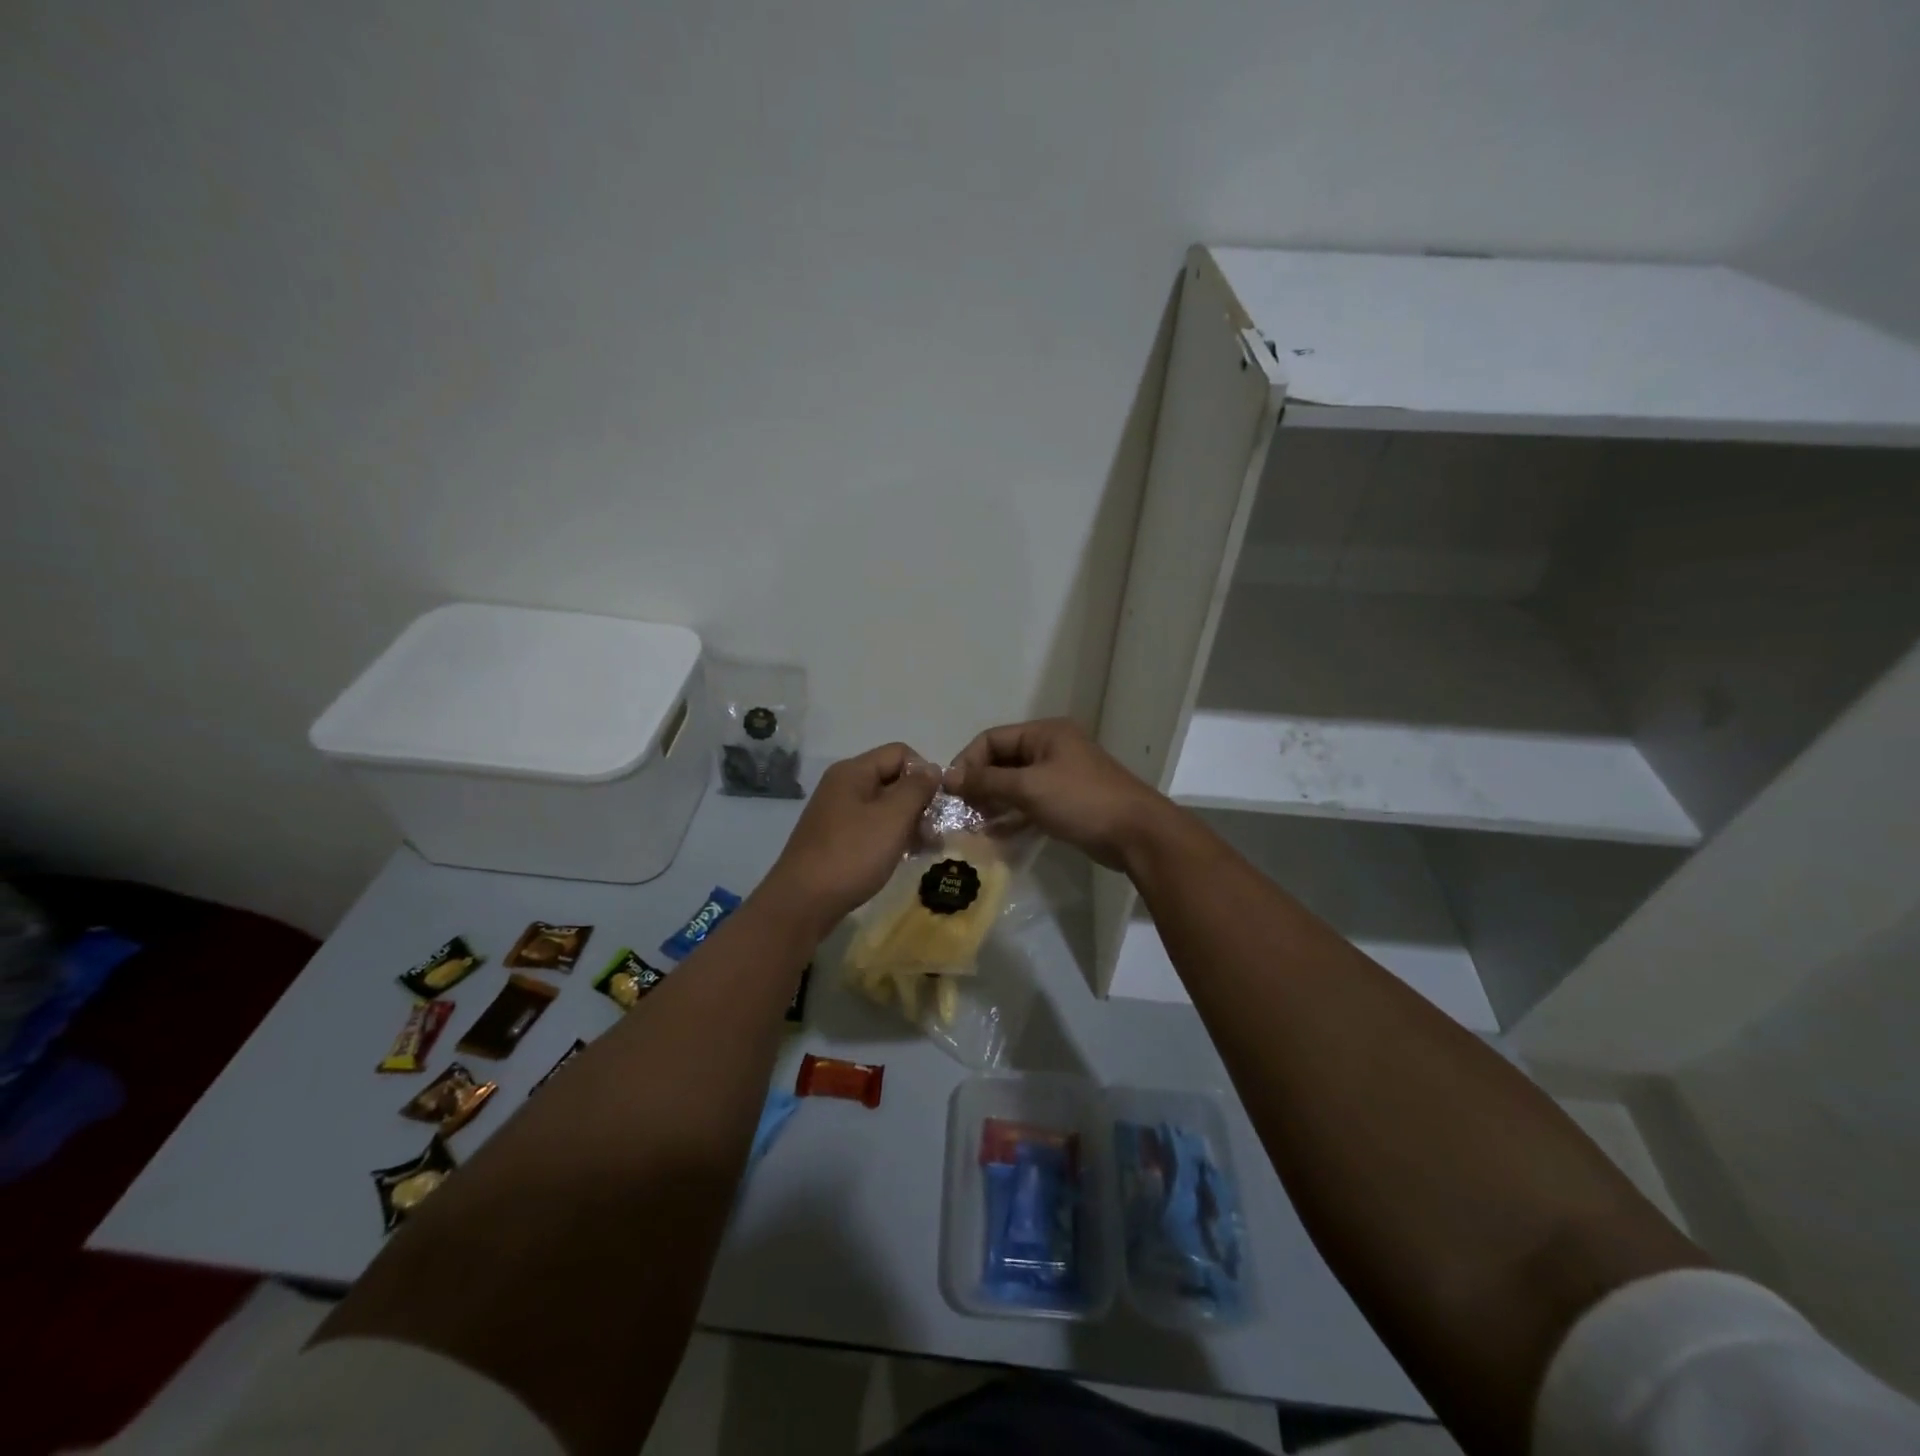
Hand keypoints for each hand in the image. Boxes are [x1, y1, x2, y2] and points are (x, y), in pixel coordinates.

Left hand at [760, 742, 940, 934]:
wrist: (803, 902)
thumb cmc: (852, 854)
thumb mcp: (892, 818)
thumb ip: (916, 789)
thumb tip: (931, 768)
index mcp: (853, 772)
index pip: (900, 753)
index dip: (924, 773)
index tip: (938, 804)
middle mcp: (843, 786)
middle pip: (892, 779)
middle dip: (919, 801)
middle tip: (935, 831)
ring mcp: (838, 813)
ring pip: (884, 806)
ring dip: (909, 822)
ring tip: (927, 847)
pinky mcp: (836, 839)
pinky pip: (872, 827)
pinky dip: (891, 837)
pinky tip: (905, 856)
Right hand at [944, 719, 1172, 870]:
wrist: (1136, 833)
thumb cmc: (1081, 801)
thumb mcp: (1029, 788)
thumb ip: (987, 781)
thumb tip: (949, 778)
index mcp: (1044, 733)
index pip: (991, 739)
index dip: (967, 762)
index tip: (950, 792)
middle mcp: (1051, 748)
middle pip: (1002, 760)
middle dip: (979, 784)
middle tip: (959, 811)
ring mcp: (1060, 775)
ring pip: (1014, 783)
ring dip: (992, 801)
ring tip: (972, 825)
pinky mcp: (1066, 800)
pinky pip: (1029, 801)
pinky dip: (1011, 813)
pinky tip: (995, 833)